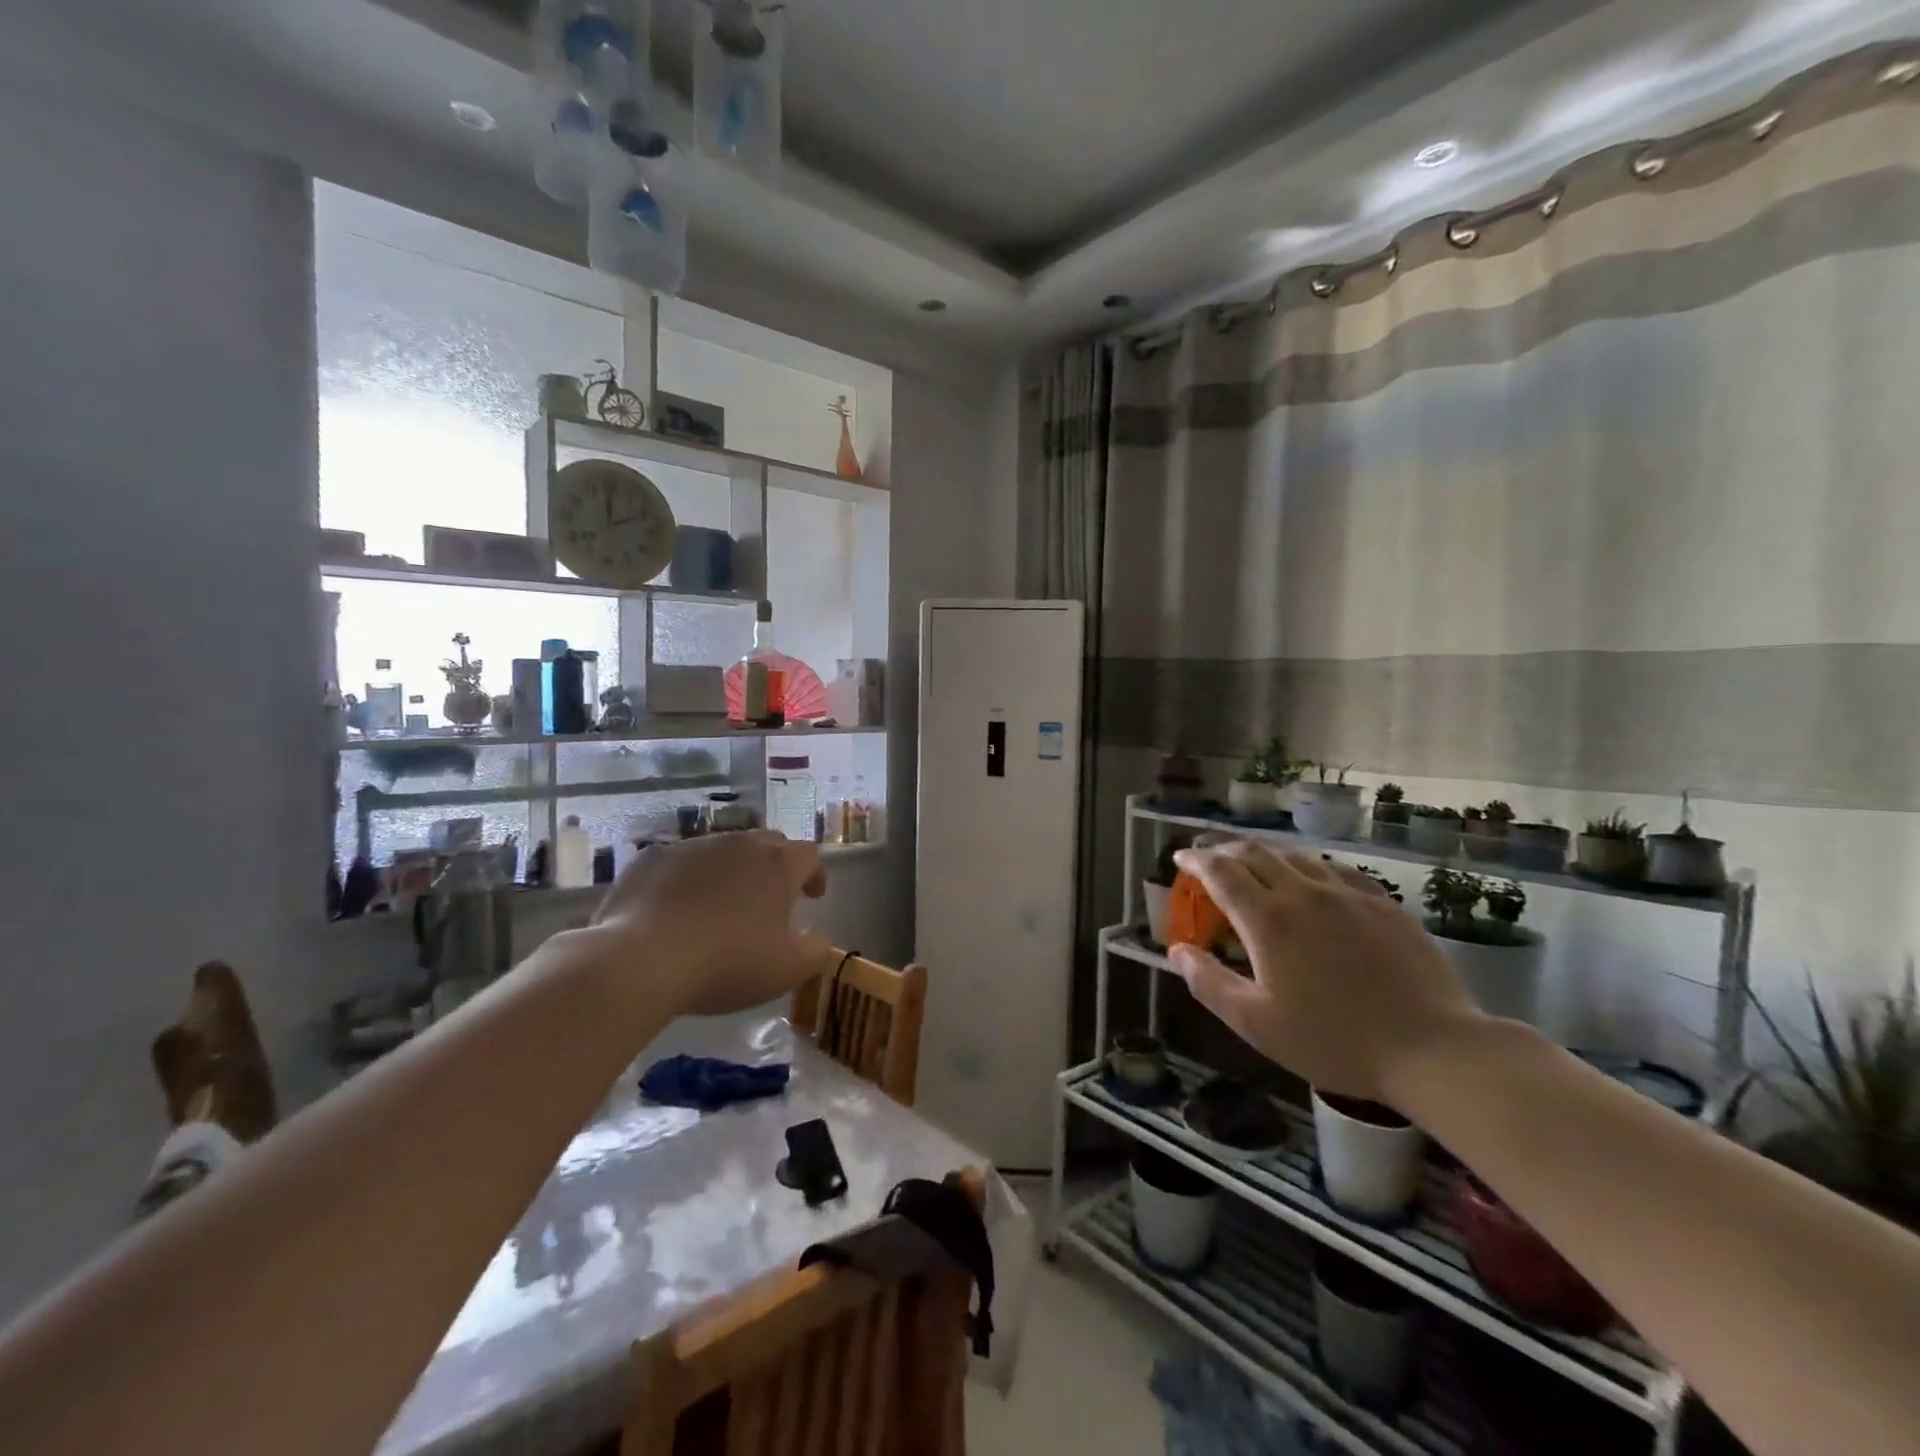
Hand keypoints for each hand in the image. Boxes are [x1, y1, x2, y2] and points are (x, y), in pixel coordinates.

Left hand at [589, 831, 830, 1016]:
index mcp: (777, 865)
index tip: (812, 896)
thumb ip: (816, 949)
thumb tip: (820, 936)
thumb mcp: (788, 970)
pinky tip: (677, 908)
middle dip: (775, 865)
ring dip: (730, 871)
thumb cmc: (727, 963)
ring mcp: (692, 846)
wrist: (641, 959)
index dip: (815, 873)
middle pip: (767, 843)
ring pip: (722, 850)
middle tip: (771, 896)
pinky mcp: (652, 858)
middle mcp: (738, 844)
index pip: (809, 855)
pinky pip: (680, 863)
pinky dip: (687, 879)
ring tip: (721, 904)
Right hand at [1169, 840, 1484, 1103]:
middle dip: (1224, 850)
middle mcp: (1303, 893)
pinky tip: (1311, 878)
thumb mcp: (1257, 1024)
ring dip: (1264, 853)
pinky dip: (1307, 865)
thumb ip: (1209, 983)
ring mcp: (1347, 894)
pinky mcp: (1382, 904)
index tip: (1180, 859)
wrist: (1433, 1049)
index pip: (1221, 872)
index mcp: (1268, 919)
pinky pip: (1335, 869)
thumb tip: (1177, 951)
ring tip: (1253, 864)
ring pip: (1296, 855)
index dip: (1195, 861)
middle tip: (1209, 858)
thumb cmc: (1335, 1041)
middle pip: (1255, 853)